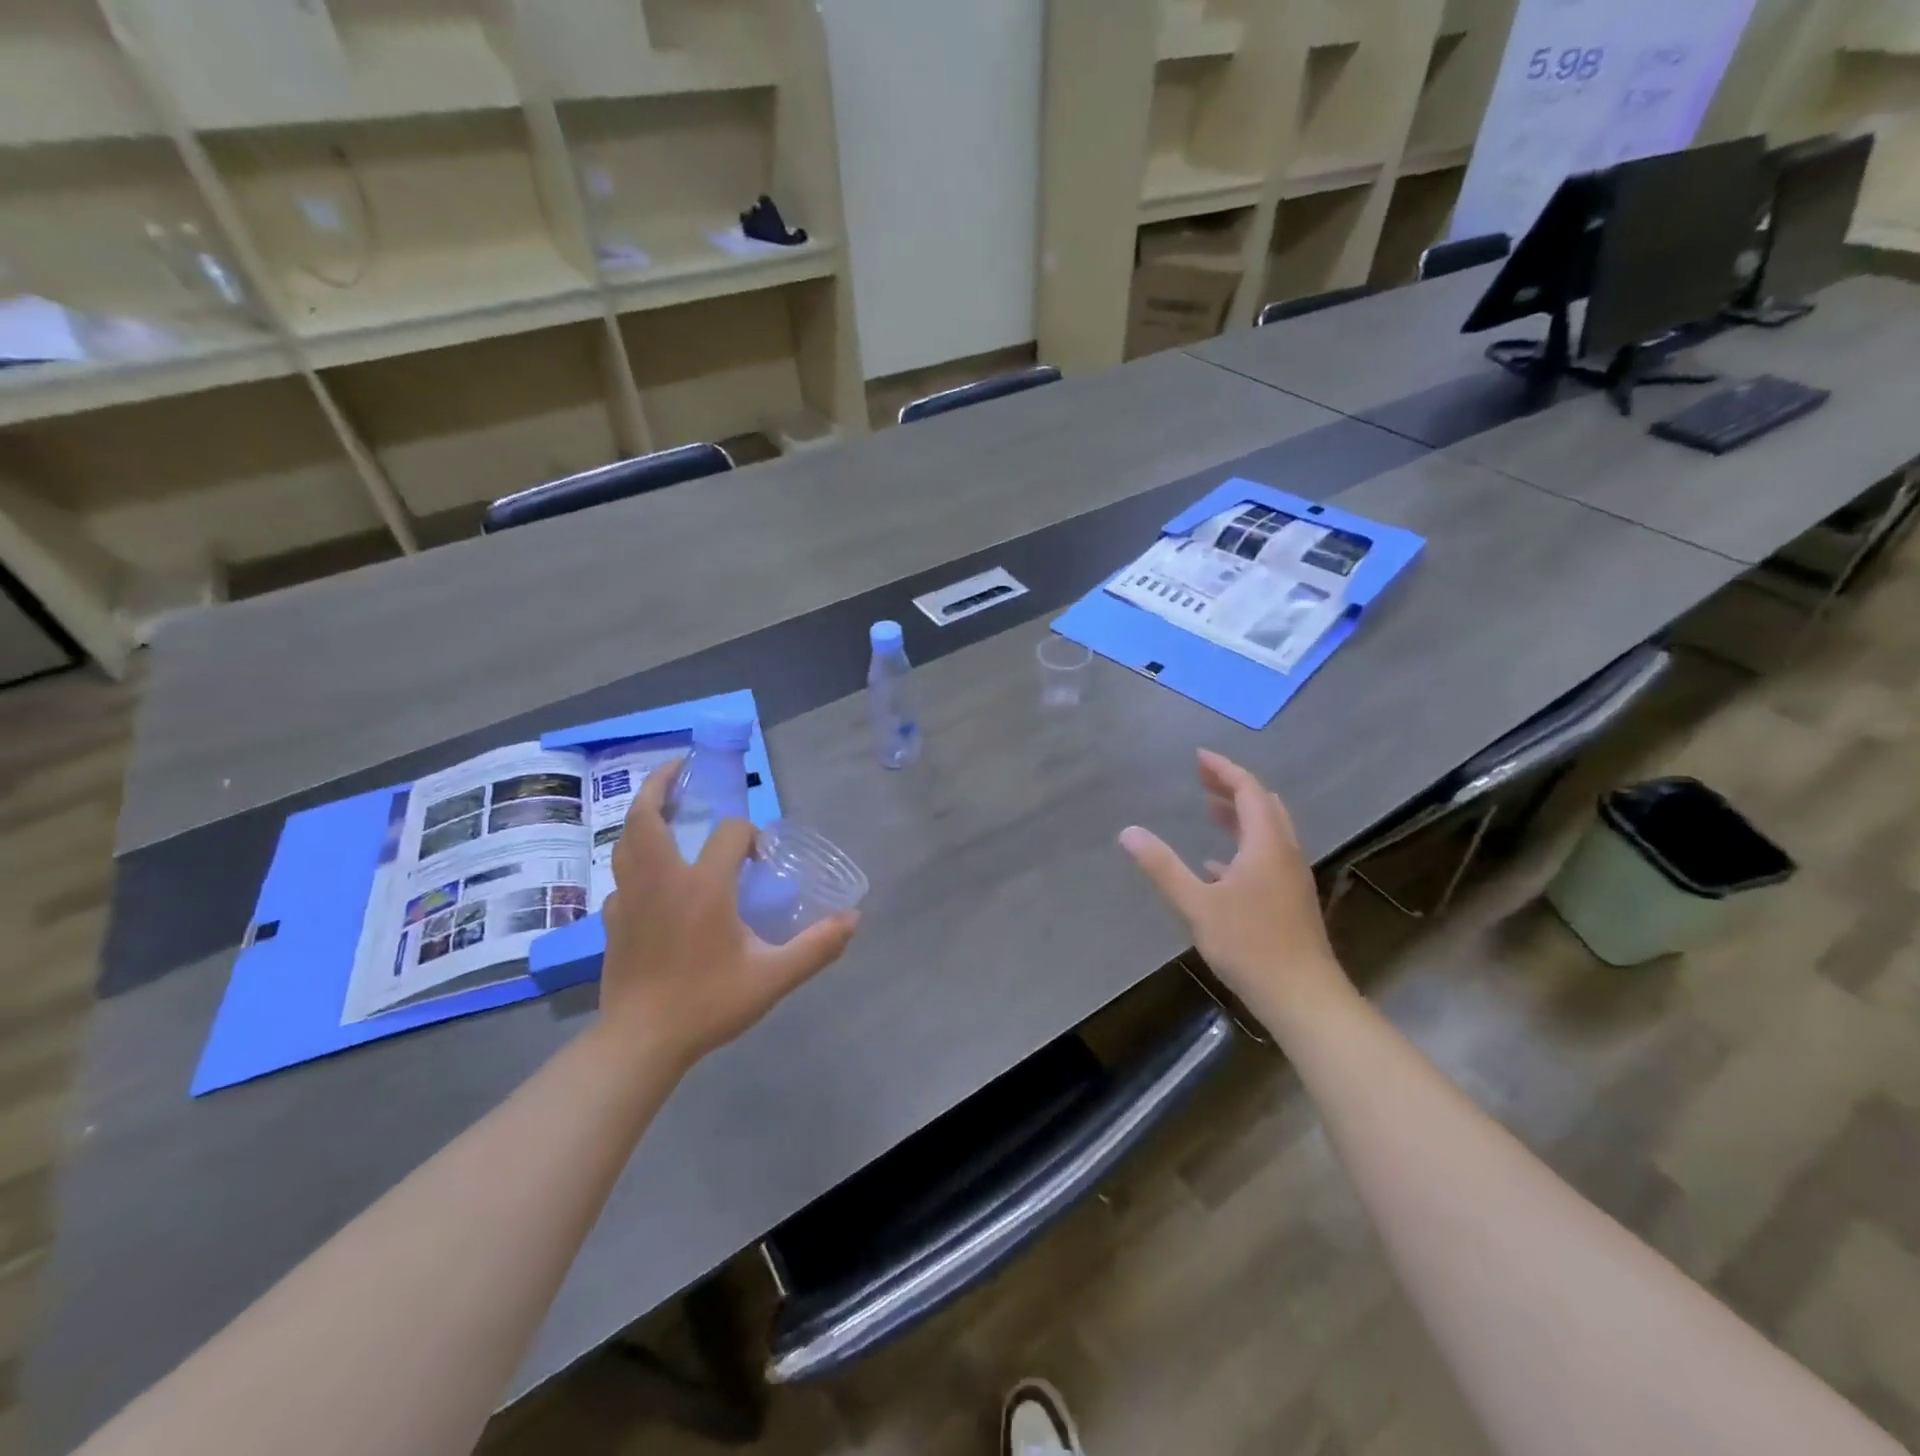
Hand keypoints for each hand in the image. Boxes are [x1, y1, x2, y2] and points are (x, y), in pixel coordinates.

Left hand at [598, 762, 857, 1072]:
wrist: (640, 1043)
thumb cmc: (707, 1003)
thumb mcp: (772, 978)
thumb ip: (816, 946)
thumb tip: (853, 919)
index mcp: (702, 886)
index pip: (729, 834)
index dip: (749, 835)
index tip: (760, 857)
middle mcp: (661, 880)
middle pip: (649, 816)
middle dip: (661, 785)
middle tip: (679, 769)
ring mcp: (630, 899)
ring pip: (627, 842)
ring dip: (643, 817)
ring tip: (660, 806)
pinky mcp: (614, 921)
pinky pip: (622, 877)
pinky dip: (634, 861)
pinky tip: (649, 875)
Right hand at [1119, 750, 1348, 1019]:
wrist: (1303, 997)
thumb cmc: (1250, 945)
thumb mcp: (1197, 904)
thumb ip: (1163, 866)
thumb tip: (1128, 832)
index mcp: (1266, 845)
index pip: (1249, 791)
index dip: (1224, 770)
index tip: (1199, 757)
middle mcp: (1284, 853)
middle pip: (1264, 805)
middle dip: (1233, 787)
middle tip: (1202, 778)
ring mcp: (1291, 878)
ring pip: (1269, 832)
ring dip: (1240, 815)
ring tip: (1210, 810)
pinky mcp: (1290, 900)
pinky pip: (1267, 856)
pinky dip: (1243, 846)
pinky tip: (1217, 865)